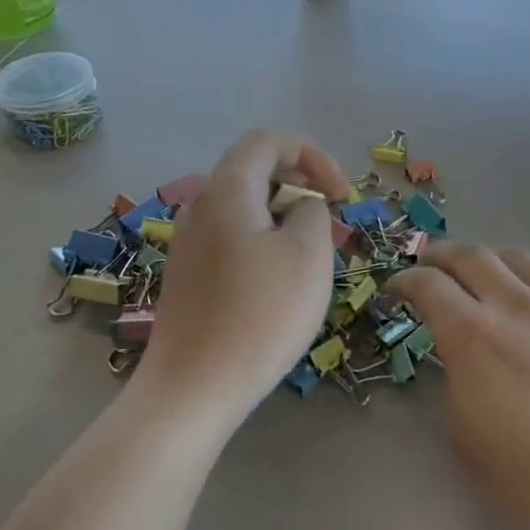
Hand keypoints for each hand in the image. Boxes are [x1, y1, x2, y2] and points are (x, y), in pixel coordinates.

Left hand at [136, 130, 348, 437]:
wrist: (193, 388)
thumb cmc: (260, 314)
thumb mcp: (308, 254)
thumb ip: (313, 213)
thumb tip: (302, 207)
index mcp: (227, 189)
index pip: (269, 141)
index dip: (313, 155)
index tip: (341, 194)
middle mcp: (200, 205)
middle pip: (254, 170)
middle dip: (300, 184)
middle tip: (331, 219)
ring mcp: (188, 242)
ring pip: (244, 207)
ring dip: (283, 215)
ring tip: (311, 253)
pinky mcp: (187, 275)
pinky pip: (231, 237)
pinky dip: (263, 240)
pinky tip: (279, 280)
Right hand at [391, 245, 529, 529]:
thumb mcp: (467, 442)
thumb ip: (454, 384)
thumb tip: (459, 358)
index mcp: (474, 336)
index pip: (428, 285)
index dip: (404, 281)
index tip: (396, 289)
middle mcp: (515, 304)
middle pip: (468, 255)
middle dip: (439, 256)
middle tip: (430, 266)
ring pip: (518, 255)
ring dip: (491, 260)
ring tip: (486, 276)